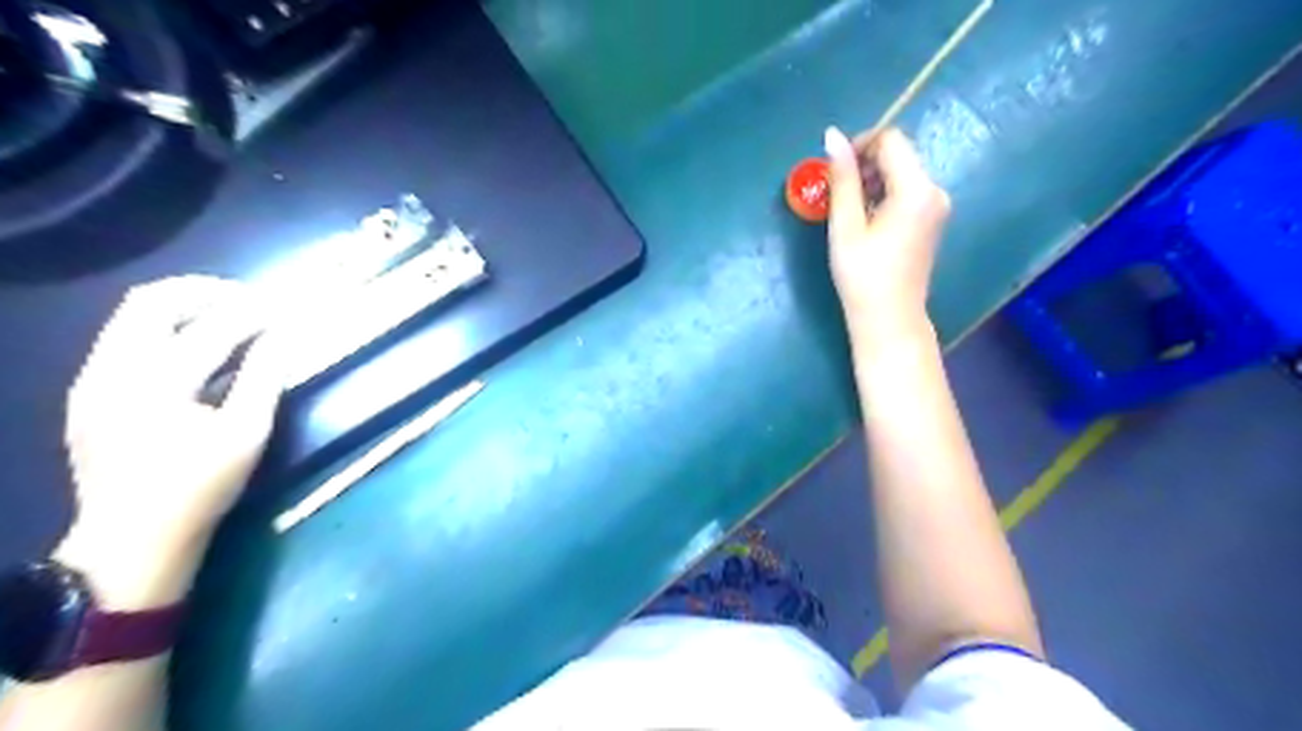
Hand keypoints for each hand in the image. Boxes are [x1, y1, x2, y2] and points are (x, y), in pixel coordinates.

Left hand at [55, 276, 284, 606]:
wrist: (130, 542)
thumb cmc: (200, 489)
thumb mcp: (246, 435)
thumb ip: (264, 378)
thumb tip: (282, 337)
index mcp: (155, 384)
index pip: (211, 327)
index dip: (253, 312)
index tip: (284, 307)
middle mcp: (112, 371)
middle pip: (151, 302)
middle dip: (205, 292)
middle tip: (249, 301)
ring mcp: (91, 381)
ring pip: (131, 317)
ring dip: (183, 307)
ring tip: (229, 318)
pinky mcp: (87, 394)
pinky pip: (124, 339)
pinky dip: (164, 330)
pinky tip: (197, 350)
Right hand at [828, 126, 953, 342]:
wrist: (889, 319)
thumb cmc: (863, 275)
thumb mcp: (846, 226)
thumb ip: (842, 178)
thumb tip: (832, 135)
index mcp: (917, 189)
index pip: (891, 140)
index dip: (859, 145)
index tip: (834, 170)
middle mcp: (935, 190)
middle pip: (899, 154)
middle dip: (865, 164)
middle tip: (837, 193)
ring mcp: (937, 206)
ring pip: (902, 172)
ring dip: (872, 180)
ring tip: (848, 210)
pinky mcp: (932, 219)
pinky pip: (907, 191)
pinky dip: (884, 195)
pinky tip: (866, 221)